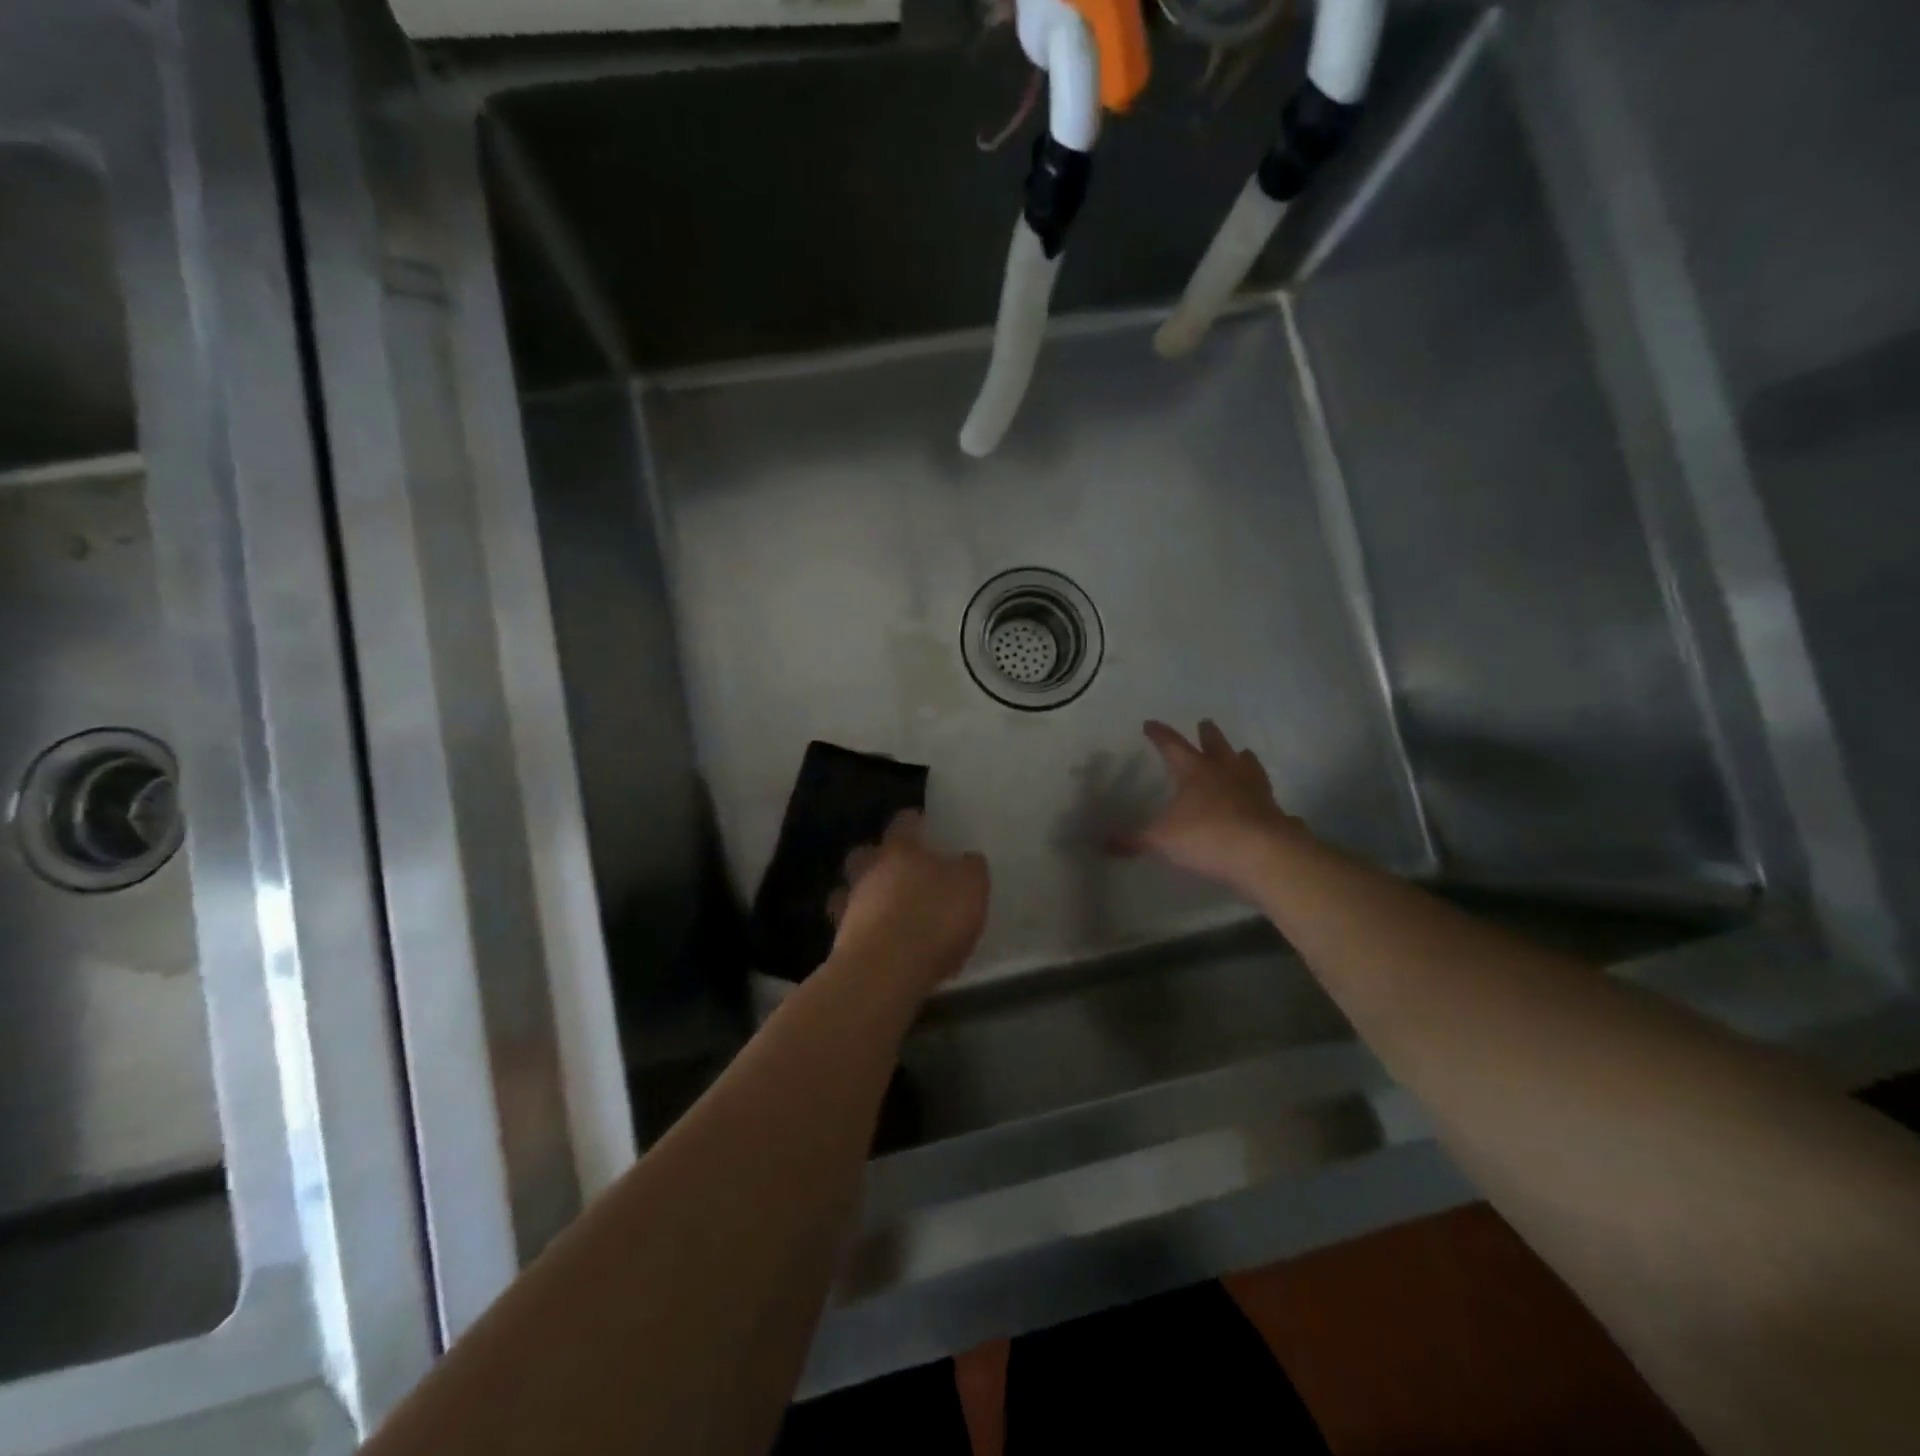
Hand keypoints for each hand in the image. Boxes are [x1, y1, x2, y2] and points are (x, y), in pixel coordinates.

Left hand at [828, 811, 989, 1001]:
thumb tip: (967, 859)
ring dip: (867, 897)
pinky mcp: (841, 942)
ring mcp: (850, 906)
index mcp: (901, 849)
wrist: (885, 971)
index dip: (915, 822)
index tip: (925, 826)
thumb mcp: (971, 888)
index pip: (904, 822)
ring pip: (852, 890)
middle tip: (901, 871)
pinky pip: (852, 929)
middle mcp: (869, 870)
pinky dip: (865, 932)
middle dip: (879, 858)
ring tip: (890, 912)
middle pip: (866, 853)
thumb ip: (971, 869)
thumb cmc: (932, 918)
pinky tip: (884, 946)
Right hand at [1116, 720, 1305, 890]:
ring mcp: (1253, 789)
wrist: (1263, 854)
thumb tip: (1105, 843)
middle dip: (1208, 735)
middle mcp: (1225, 772)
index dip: (1159, 735)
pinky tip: (1263, 799)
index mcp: (1194, 771)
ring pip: (1247, 764)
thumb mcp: (1161, 840)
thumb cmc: (1205, 836)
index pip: (1172, 745)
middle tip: (1205, 723)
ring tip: (1242, 752)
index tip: (1150, 724)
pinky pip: (1266, 796)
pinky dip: (1261, 794)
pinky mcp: (1273, 810)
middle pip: (1216, 746)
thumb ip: (1134, 840)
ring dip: (1241, 757)